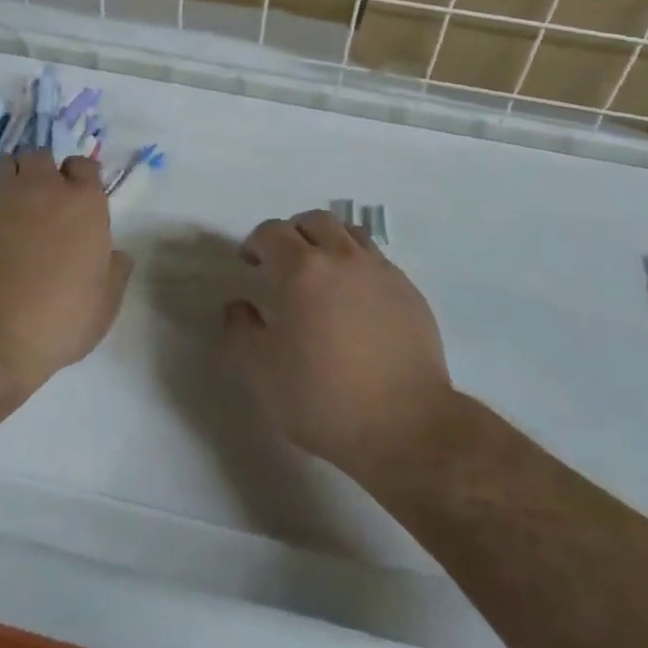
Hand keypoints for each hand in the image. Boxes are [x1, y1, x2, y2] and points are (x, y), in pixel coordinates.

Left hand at [0, 150, 131, 393]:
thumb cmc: (55, 319)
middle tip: (40, 201)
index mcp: (84, 203)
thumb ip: (115, 272)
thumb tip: (117, 255)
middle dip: (42, 173)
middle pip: (42, 157)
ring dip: (9, 177)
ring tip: (7, 203)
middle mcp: (43, 186)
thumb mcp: (104, 307)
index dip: (81, 180)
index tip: (77, 200)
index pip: (85, 166)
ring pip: (4, 163)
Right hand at [225, 210, 455, 480]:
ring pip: (350, 234)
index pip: (272, 232)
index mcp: (302, 270)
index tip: (250, 263)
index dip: (255, 243)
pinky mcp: (409, 292)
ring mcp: (381, 271)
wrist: (407, 426)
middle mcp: (342, 258)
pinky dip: (358, 266)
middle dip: (292, 233)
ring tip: (321, 272)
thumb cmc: (324, 398)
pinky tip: (356, 300)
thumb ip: (240, 330)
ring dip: (328, 242)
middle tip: (283, 262)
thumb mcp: (261, 372)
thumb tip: (238, 305)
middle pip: (314, 221)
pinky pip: (377, 261)